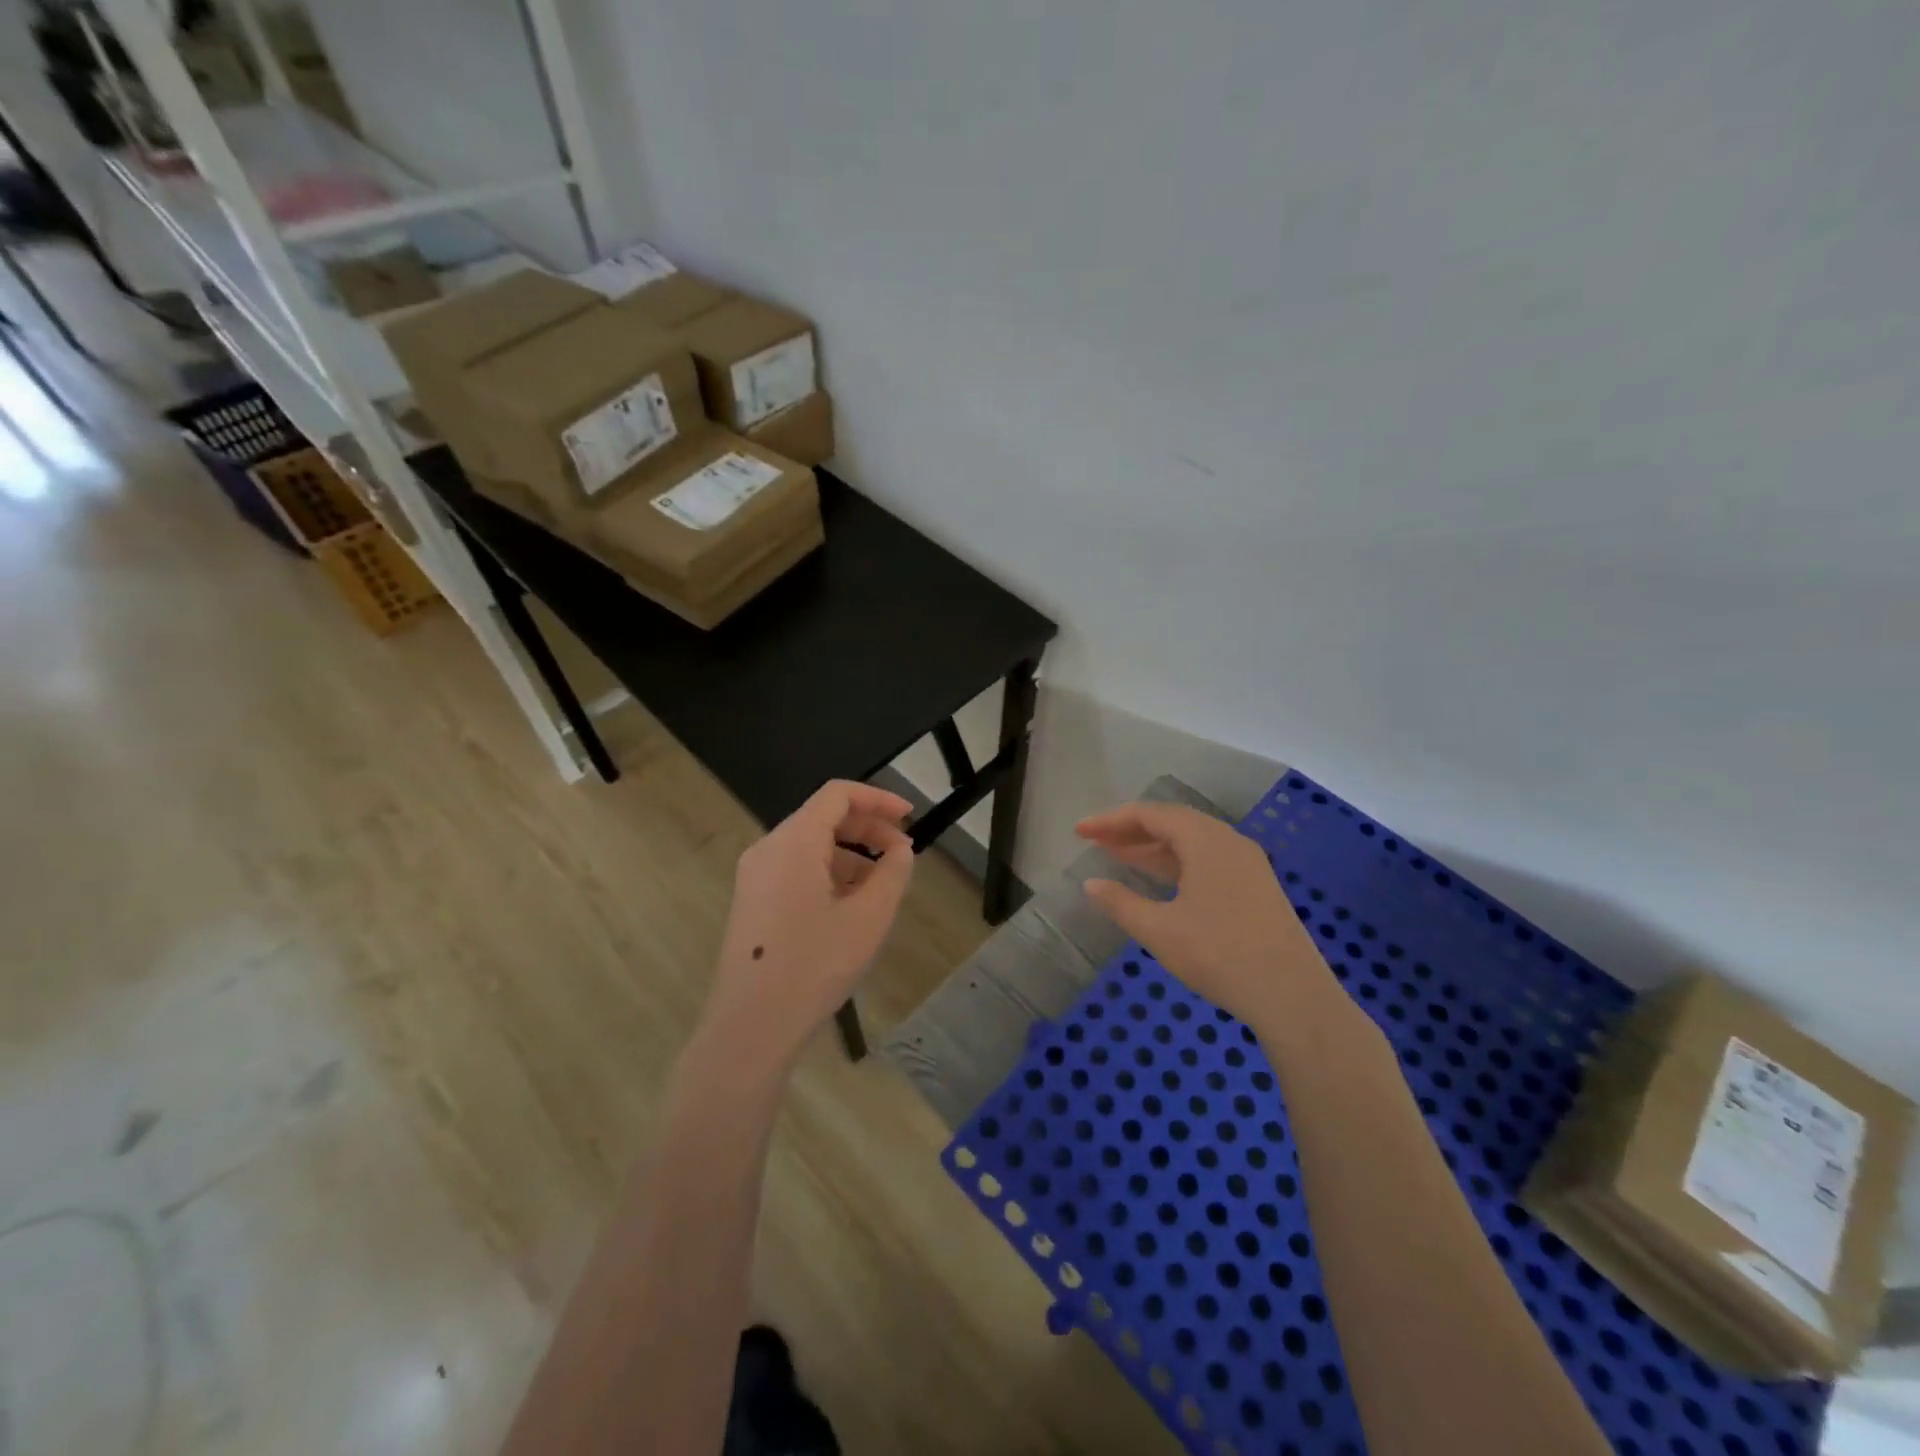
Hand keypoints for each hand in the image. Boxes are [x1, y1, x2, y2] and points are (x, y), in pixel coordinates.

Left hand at [701, 781, 916, 1069]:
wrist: (751, 1026)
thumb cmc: (814, 965)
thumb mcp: (869, 917)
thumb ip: (892, 872)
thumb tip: (899, 849)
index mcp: (793, 841)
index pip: (838, 795)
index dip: (878, 799)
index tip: (910, 817)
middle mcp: (768, 848)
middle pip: (823, 817)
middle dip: (868, 828)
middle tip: (902, 854)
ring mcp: (755, 876)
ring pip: (810, 845)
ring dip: (851, 854)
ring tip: (881, 886)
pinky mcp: (753, 902)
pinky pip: (796, 869)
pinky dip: (828, 873)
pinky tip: (850, 906)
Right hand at [1076, 802, 1340, 1029]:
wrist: (1293, 996)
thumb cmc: (1219, 955)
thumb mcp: (1160, 931)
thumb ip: (1120, 903)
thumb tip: (1091, 884)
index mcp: (1205, 840)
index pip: (1150, 815)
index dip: (1111, 821)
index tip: (1080, 832)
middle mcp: (1228, 841)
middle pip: (1172, 822)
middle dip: (1131, 831)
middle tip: (1096, 842)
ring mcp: (1247, 863)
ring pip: (1191, 842)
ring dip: (1153, 848)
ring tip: (1118, 857)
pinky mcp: (1256, 886)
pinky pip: (1207, 860)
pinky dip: (1176, 863)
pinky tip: (1159, 882)